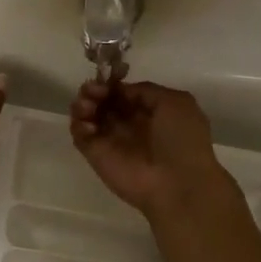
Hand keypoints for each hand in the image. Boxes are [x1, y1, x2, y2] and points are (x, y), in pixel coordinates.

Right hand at [69, 77, 230, 216]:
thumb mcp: (175, 102)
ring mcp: (111, 140)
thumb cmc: (181, 140)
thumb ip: (145, 90)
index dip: (112, 83)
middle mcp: (128, 124)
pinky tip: (88, 124)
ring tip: (88, 105)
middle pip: (102, 101)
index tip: (106, 78)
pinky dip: (78, 124)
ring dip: (83, 104)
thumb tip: (120, 91)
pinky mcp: (96, 155)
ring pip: (88, 115)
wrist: (177, 183)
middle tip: (92, 90)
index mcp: (149, 112)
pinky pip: (80, 135)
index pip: (122, 93)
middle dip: (94, 90)